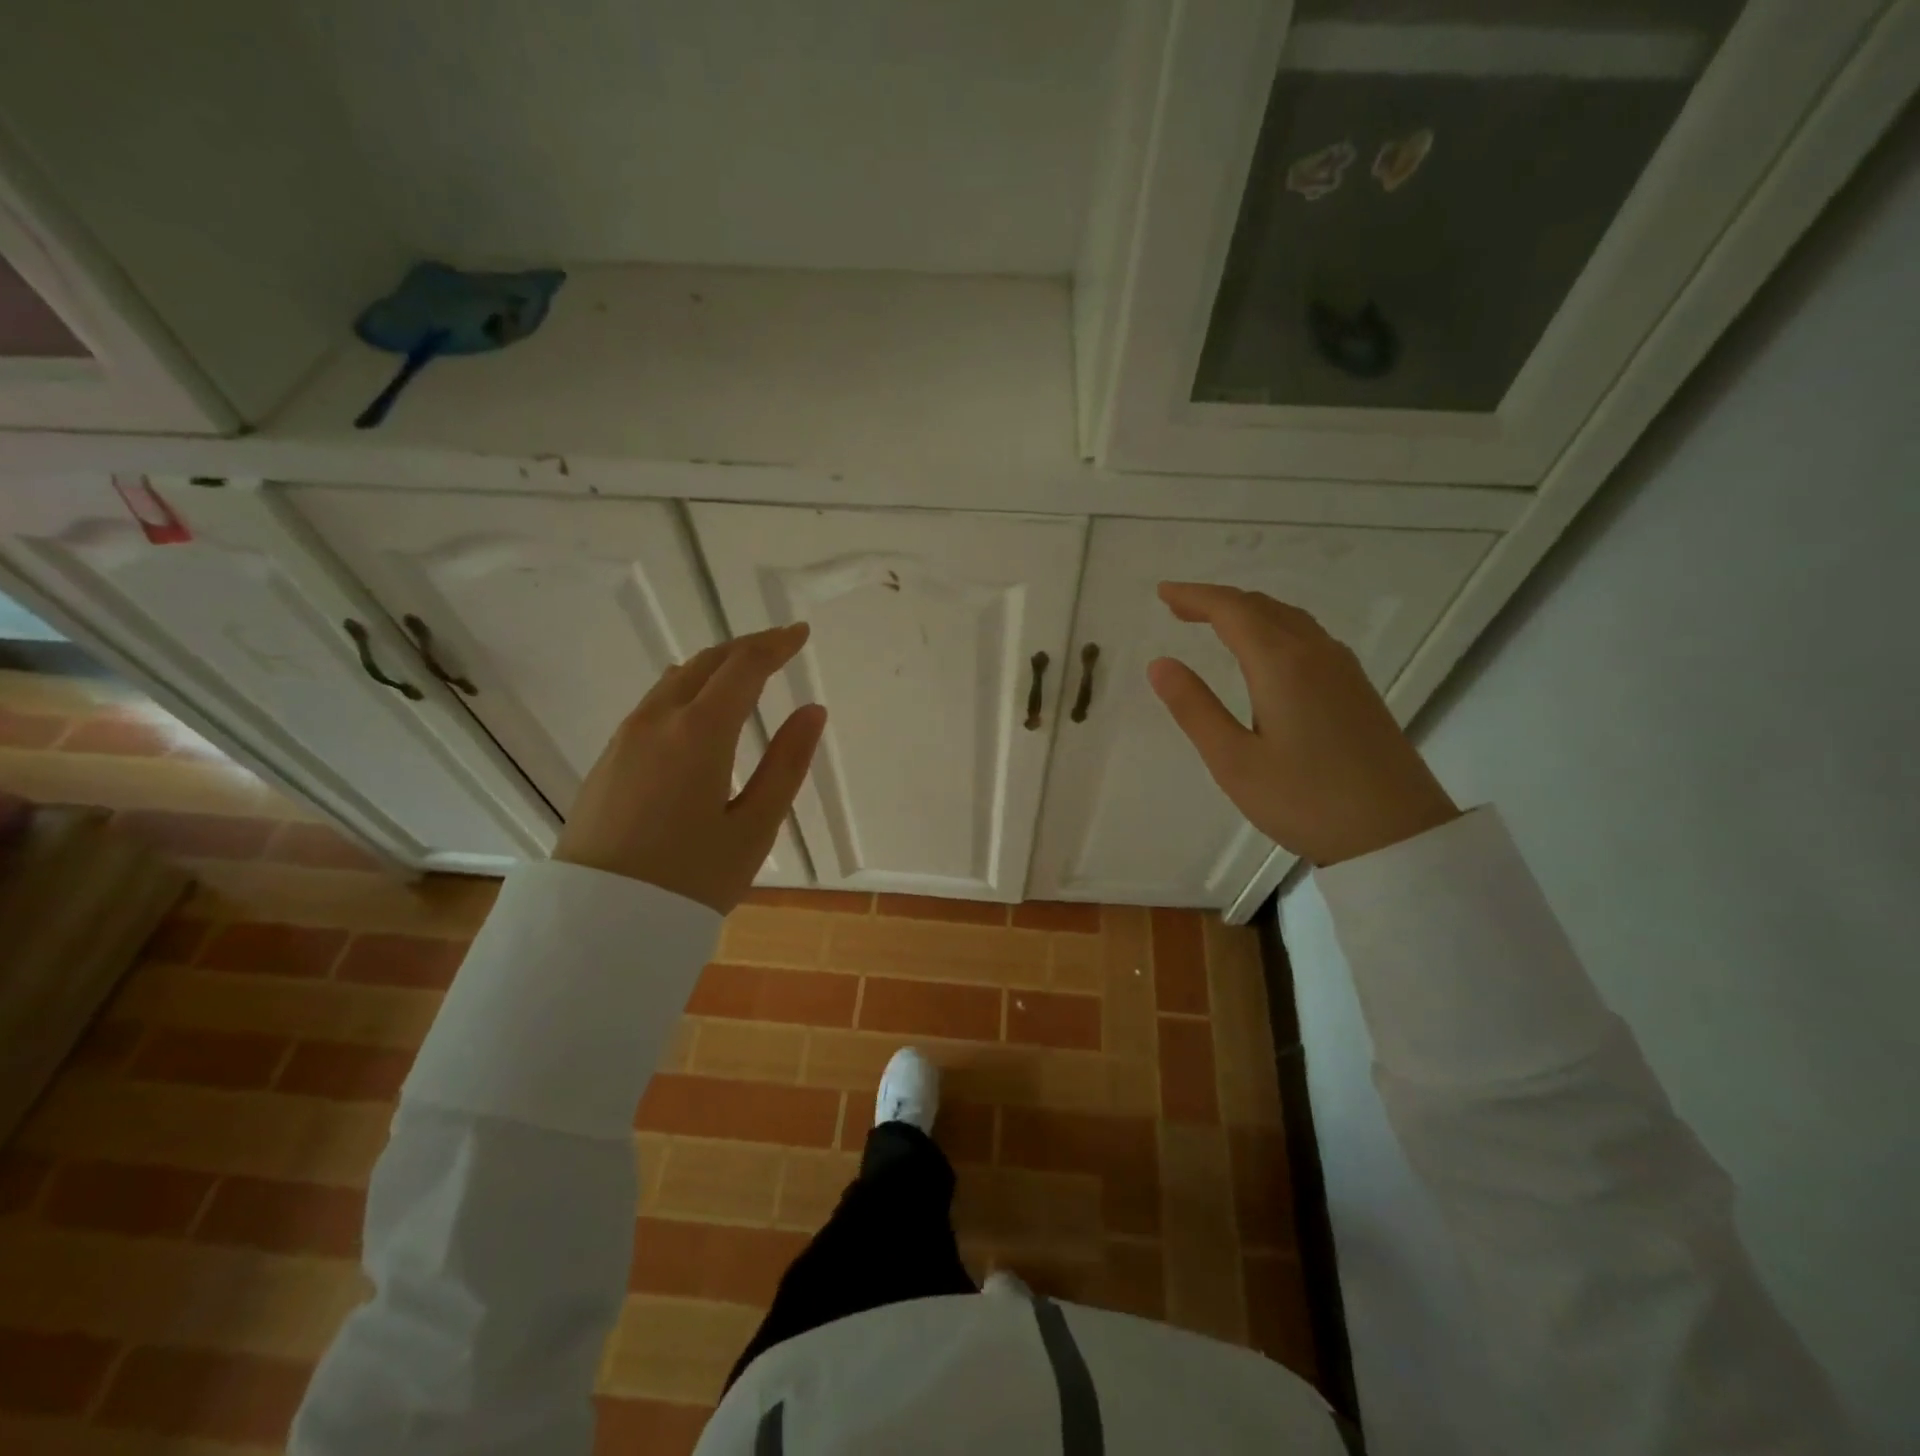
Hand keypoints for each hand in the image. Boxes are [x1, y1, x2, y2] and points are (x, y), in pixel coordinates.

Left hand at [554, 623, 826, 911]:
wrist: (598, 922)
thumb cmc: (690, 879)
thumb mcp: (754, 827)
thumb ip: (787, 763)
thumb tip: (812, 712)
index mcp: (699, 732)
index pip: (743, 667)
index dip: (775, 645)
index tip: (800, 633)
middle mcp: (658, 721)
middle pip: (706, 662)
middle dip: (746, 647)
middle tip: (779, 646)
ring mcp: (626, 737)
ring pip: (675, 680)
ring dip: (714, 666)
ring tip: (744, 673)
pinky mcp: (609, 758)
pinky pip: (655, 703)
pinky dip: (688, 689)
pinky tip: (699, 710)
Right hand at [1148, 583, 1458, 866]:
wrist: (1397, 834)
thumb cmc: (1305, 801)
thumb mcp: (1234, 761)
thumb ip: (1195, 708)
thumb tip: (1160, 664)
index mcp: (1281, 664)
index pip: (1231, 610)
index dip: (1194, 596)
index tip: (1162, 592)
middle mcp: (1315, 653)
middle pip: (1261, 606)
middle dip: (1216, 601)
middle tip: (1178, 607)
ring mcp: (1342, 668)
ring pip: (1288, 618)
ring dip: (1246, 611)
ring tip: (1213, 622)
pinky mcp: (1356, 688)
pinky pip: (1307, 636)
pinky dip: (1272, 627)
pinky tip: (1265, 650)